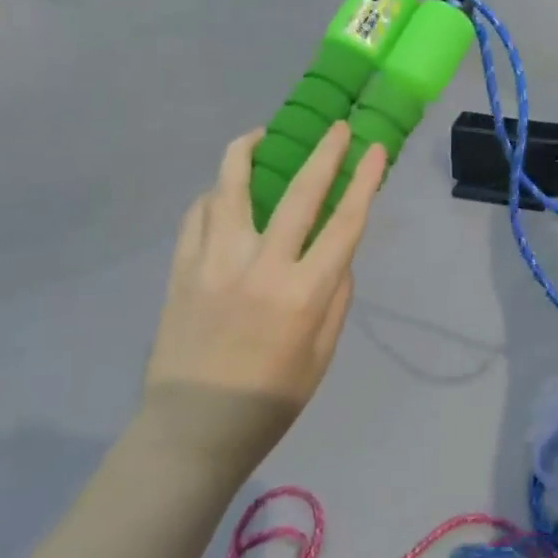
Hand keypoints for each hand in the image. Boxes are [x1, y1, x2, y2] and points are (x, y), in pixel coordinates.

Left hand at [142, 124, 384, 475]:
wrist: (191, 431)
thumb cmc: (269, 401)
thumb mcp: (321, 355)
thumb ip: (336, 298)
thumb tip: (337, 254)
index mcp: (303, 293)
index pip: (344, 221)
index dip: (364, 180)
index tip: (375, 148)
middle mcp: (261, 266)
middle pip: (298, 192)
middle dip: (324, 151)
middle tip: (336, 127)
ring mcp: (215, 262)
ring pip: (231, 186)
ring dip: (250, 151)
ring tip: (262, 136)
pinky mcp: (182, 268)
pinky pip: (198, 214)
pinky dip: (215, 194)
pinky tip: (224, 193)